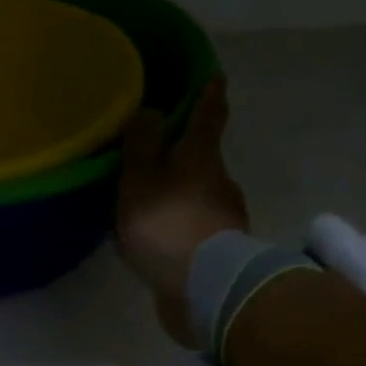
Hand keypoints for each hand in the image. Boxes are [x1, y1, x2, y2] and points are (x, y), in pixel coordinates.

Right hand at [116, 78, 247, 346]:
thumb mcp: (141, 182)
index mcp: (201, 157)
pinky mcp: (219, 251)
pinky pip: (197, 228)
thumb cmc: (168, 225)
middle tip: (161, 152)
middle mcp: (219, 181)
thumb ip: (141, 147)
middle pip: (204, 158)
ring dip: (182, 194)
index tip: (212, 78)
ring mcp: (223, 217)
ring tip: (154, 202)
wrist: (204, 287)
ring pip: (201, 195)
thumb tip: (151, 111)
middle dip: (187, 153)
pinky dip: (183, 225)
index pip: (208, 115)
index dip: (208, 95)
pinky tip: (164, 238)